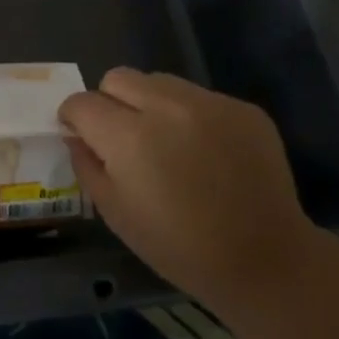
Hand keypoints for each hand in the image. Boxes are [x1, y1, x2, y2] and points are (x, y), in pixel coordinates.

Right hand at [59, 68, 313, 297]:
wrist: (264, 260)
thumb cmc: (178, 247)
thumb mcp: (115, 213)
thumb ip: (87, 165)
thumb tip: (77, 136)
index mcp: (129, 136)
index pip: (82, 102)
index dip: (74, 117)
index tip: (80, 134)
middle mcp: (167, 106)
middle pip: (117, 78)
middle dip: (109, 102)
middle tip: (122, 137)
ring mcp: (209, 103)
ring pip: (158, 81)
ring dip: (149, 104)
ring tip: (165, 141)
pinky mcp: (242, 108)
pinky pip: (198, 96)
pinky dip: (189, 116)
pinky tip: (203, 151)